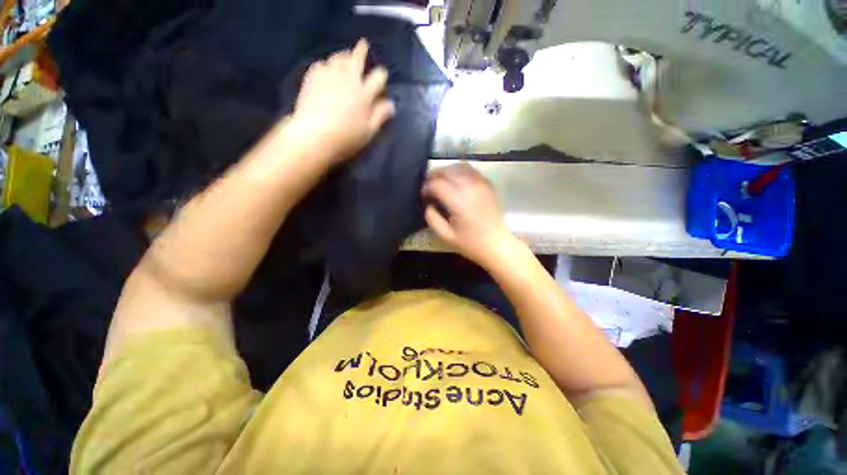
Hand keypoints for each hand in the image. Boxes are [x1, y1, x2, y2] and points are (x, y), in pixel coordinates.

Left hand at [290, 39, 394, 162]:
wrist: (314, 135)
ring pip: (339, 58)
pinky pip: (322, 64)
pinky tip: (326, 69)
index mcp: (365, 94)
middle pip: (357, 58)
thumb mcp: (369, 131)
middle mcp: (349, 79)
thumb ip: (380, 116)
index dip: (381, 75)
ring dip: (344, 56)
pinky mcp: (313, 77)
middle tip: (362, 44)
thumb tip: (391, 104)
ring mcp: (329, 75)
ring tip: (345, 57)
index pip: (378, 77)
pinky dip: (327, 65)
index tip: (381, 74)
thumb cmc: (346, 137)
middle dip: (361, 51)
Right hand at [422, 163, 518, 268]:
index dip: (426, 186)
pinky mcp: (487, 184)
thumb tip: (428, 203)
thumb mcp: (446, 236)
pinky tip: (455, 180)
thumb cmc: (471, 243)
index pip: (438, 184)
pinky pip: (470, 169)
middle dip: (434, 175)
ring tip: (439, 181)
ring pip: (459, 166)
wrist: (497, 244)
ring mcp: (481, 184)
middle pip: (447, 171)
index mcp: (460, 202)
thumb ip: (432, 218)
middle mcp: (471, 188)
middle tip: (428, 185)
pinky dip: (459, 171)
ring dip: (446, 171)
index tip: (423, 194)